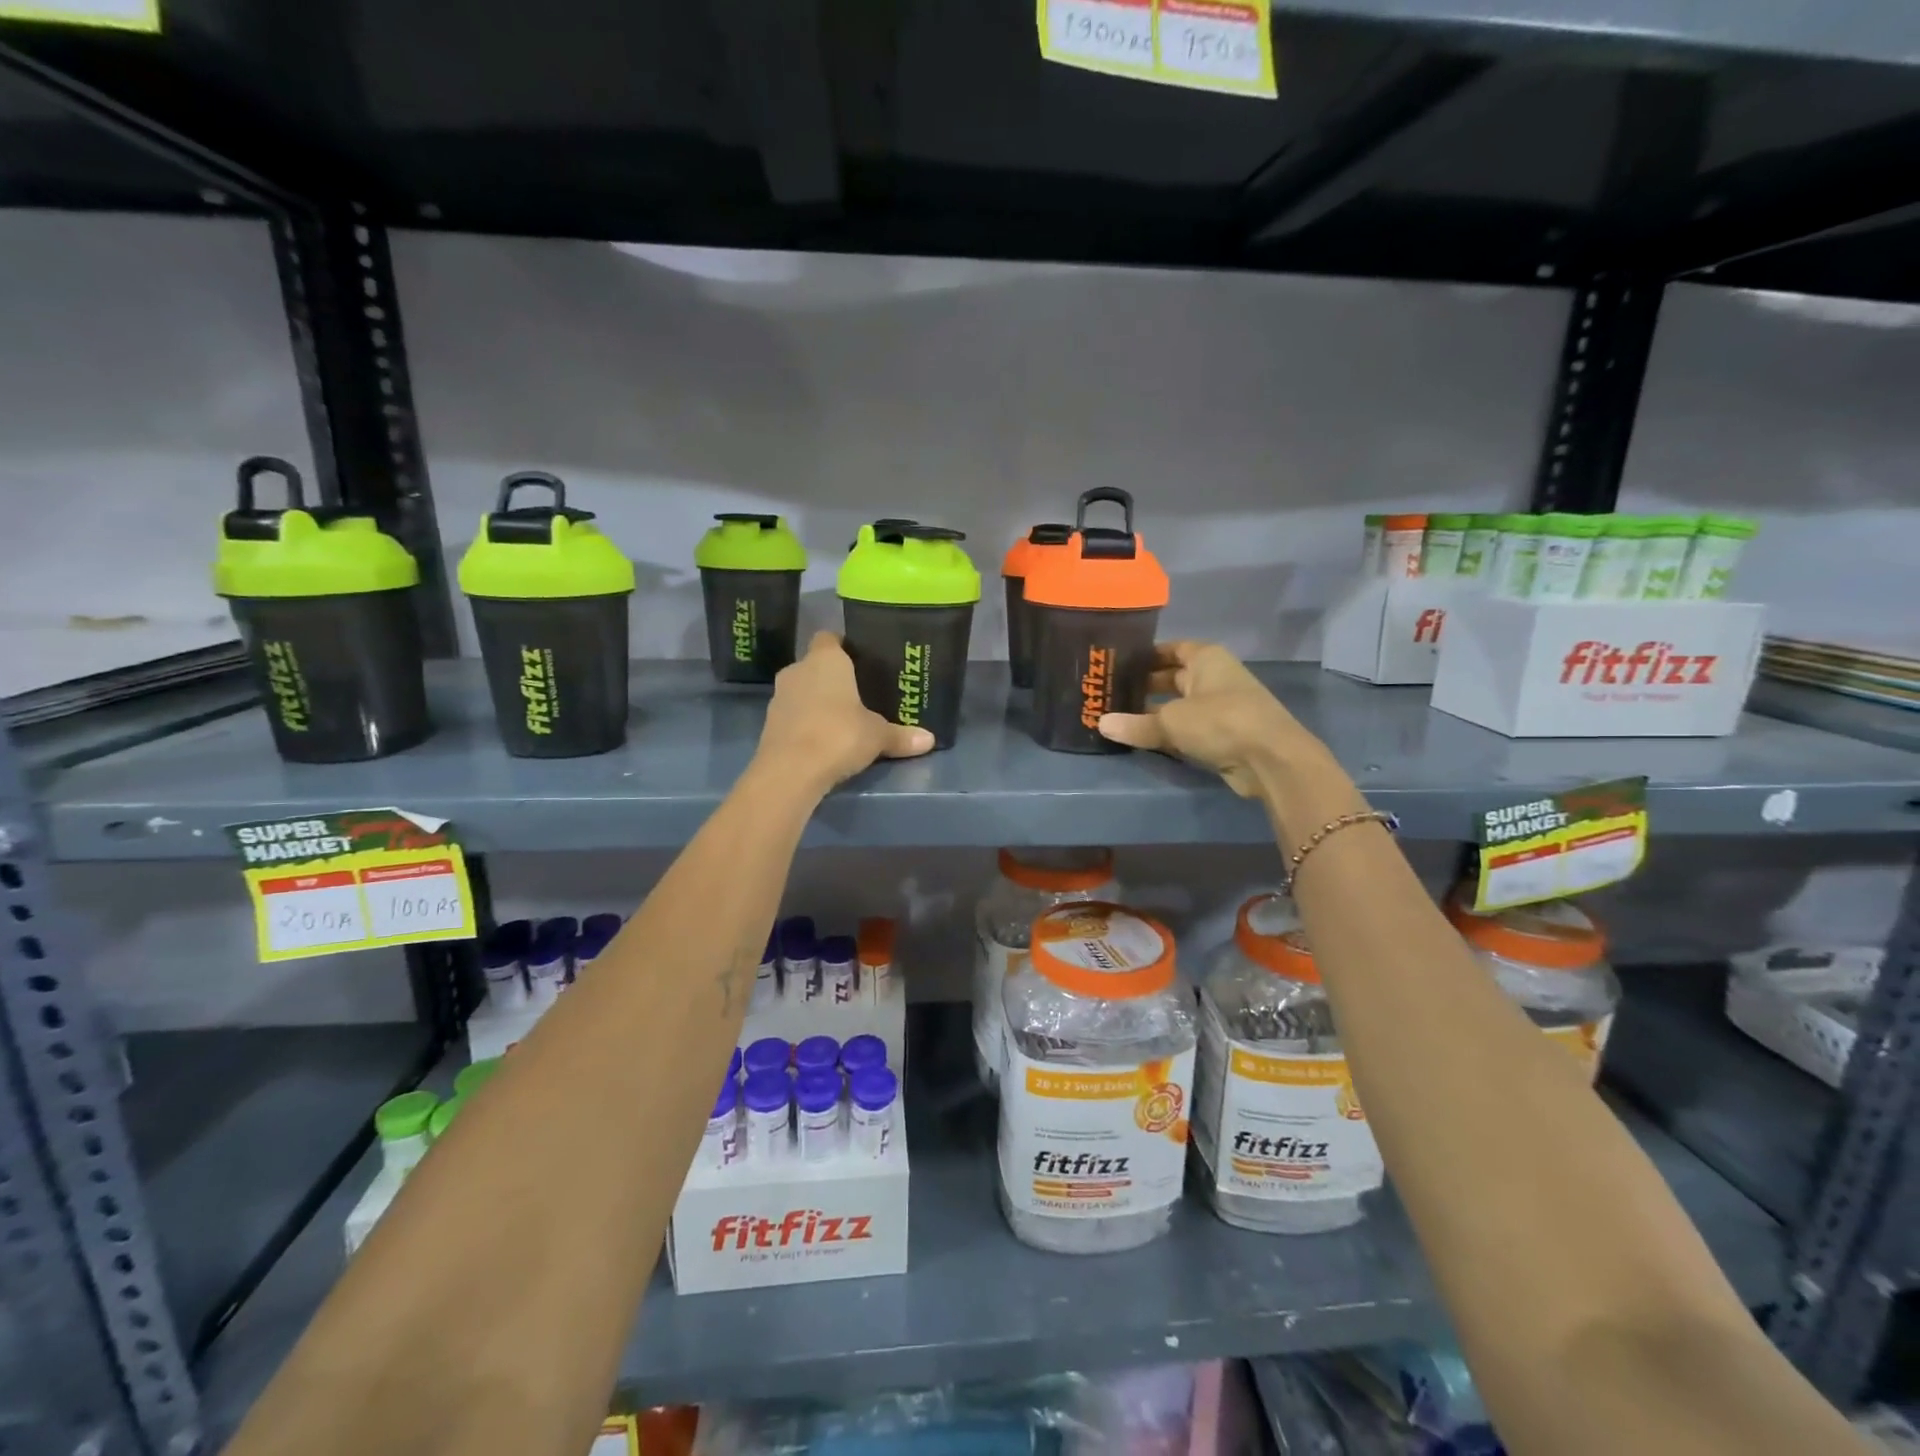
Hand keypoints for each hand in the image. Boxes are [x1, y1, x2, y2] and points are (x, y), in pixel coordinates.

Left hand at [755, 632, 933, 792]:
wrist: (790, 770)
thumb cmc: (839, 735)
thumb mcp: (878, 736)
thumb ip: (901, 735)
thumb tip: (930, 740)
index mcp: (826, 659)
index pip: (830, 638)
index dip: (843, 646)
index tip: (860, 659)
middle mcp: (798, 670)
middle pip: (815, 665)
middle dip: (832, 678)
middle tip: (858, 693)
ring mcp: (778, 696)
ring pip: (802, 690)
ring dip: (816, 701)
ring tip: (841, 719)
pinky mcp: (769, 723)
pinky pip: (792, 714)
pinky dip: (805, 722)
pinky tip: (822, 739)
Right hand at [1098, 642, 1333, 800]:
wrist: (1271, 759)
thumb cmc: (1221, 722)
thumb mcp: (1171, 721)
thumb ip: (1135, 724)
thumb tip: (1101, 724)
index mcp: (1206, 658)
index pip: (1171, 649)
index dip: (1146, 655)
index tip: (1117, 665)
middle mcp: (1215, 677)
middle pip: (1174, 677)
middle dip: (1145, 685)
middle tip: (1111, 694)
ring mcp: (1222, 706)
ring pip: (1180, 704)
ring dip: (1156, 712)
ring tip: (1121, 717)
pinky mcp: (1225, 734)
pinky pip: (1189, 728)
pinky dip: (1170, 732)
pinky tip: (1145, 739)